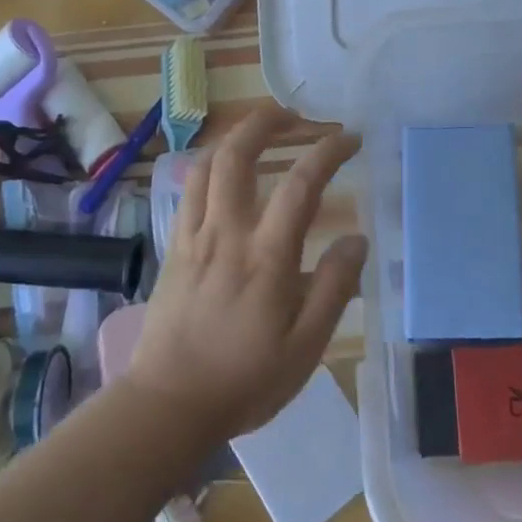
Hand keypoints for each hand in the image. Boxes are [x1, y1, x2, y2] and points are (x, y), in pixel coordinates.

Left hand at [123, 105, 366, 442]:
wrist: (165, 405)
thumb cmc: (243, 380)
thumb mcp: (305, 348)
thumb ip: (333, 288)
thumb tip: (356, 240)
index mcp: (266, 256)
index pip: (301, 184)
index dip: (328, 152)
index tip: (349, 139)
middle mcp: (227, 233)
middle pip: (237, 155)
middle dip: (267, 122)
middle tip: (295, 115)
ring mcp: (193, 237)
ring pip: (206, 166)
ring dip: (235, 137)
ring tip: (261, 132)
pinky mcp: (173, 249)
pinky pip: (189, 191)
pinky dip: (210, 166)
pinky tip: (225, 173)